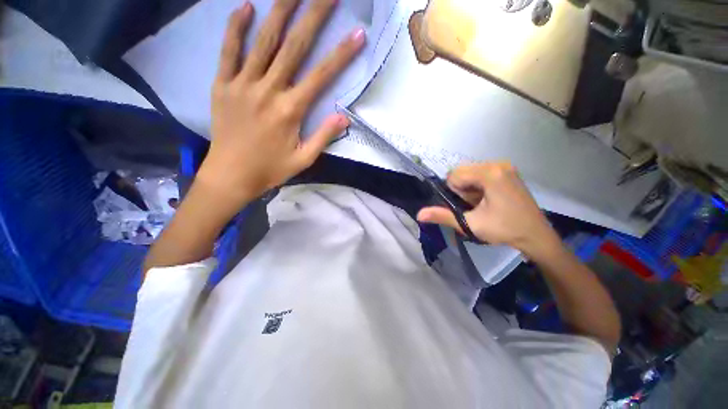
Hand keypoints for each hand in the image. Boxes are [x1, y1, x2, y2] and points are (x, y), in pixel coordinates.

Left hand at [195, 0, 365, 216]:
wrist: (231, 175)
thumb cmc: (271, 169)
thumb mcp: (304, 159)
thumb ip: (323, 137)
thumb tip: (344, 117)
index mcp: (290, 111)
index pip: (321, 77)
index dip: (341, 55)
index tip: (357, 34)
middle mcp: (268, 91)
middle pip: (294, 47)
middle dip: (313, 16)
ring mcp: (242, 84)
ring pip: (263, 41)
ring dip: (280, 11)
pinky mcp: (222, 85)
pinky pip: (228, 51)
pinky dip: (236, 27)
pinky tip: (246, 7)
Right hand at [417, 163, 561, 257]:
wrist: (536, 235)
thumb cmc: (504, 230)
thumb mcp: (470, 224)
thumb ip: (443, 216)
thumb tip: (419, 214)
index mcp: (490, 173)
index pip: (454, 175)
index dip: (454, 192)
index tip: (466, 206)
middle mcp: (498, 163)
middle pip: (462, 171)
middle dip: (461, 189)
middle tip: (474, 206)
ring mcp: (505, 166)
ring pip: (470, 172)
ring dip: (469, 188)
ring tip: (482, 204)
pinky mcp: (508, 171)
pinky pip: (481, 173)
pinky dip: (478, 185)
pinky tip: (488, 199)